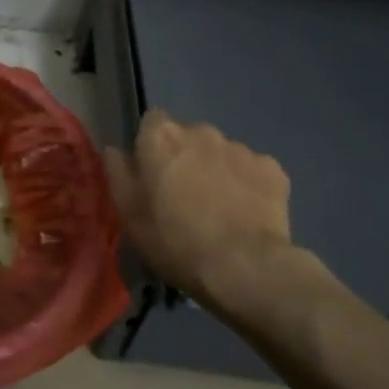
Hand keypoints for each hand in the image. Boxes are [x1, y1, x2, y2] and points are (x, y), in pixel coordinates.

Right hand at [104, 110, 314, 319]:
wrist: (244, 267)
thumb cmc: (174, 240)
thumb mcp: (128, 212)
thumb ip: (117, 172)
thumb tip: (115, 150)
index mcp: (161, 137)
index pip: (152, 121)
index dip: (151, 145)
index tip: (151, 173)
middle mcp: (201, 132)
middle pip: (188, 137)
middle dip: (186, 158)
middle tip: (184, 195)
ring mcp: (241, 148)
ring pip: (221, 153)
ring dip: (216, 171)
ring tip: (219, 209)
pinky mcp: (273, 169)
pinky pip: (252, 170)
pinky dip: (247, 185)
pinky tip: (245, 214)